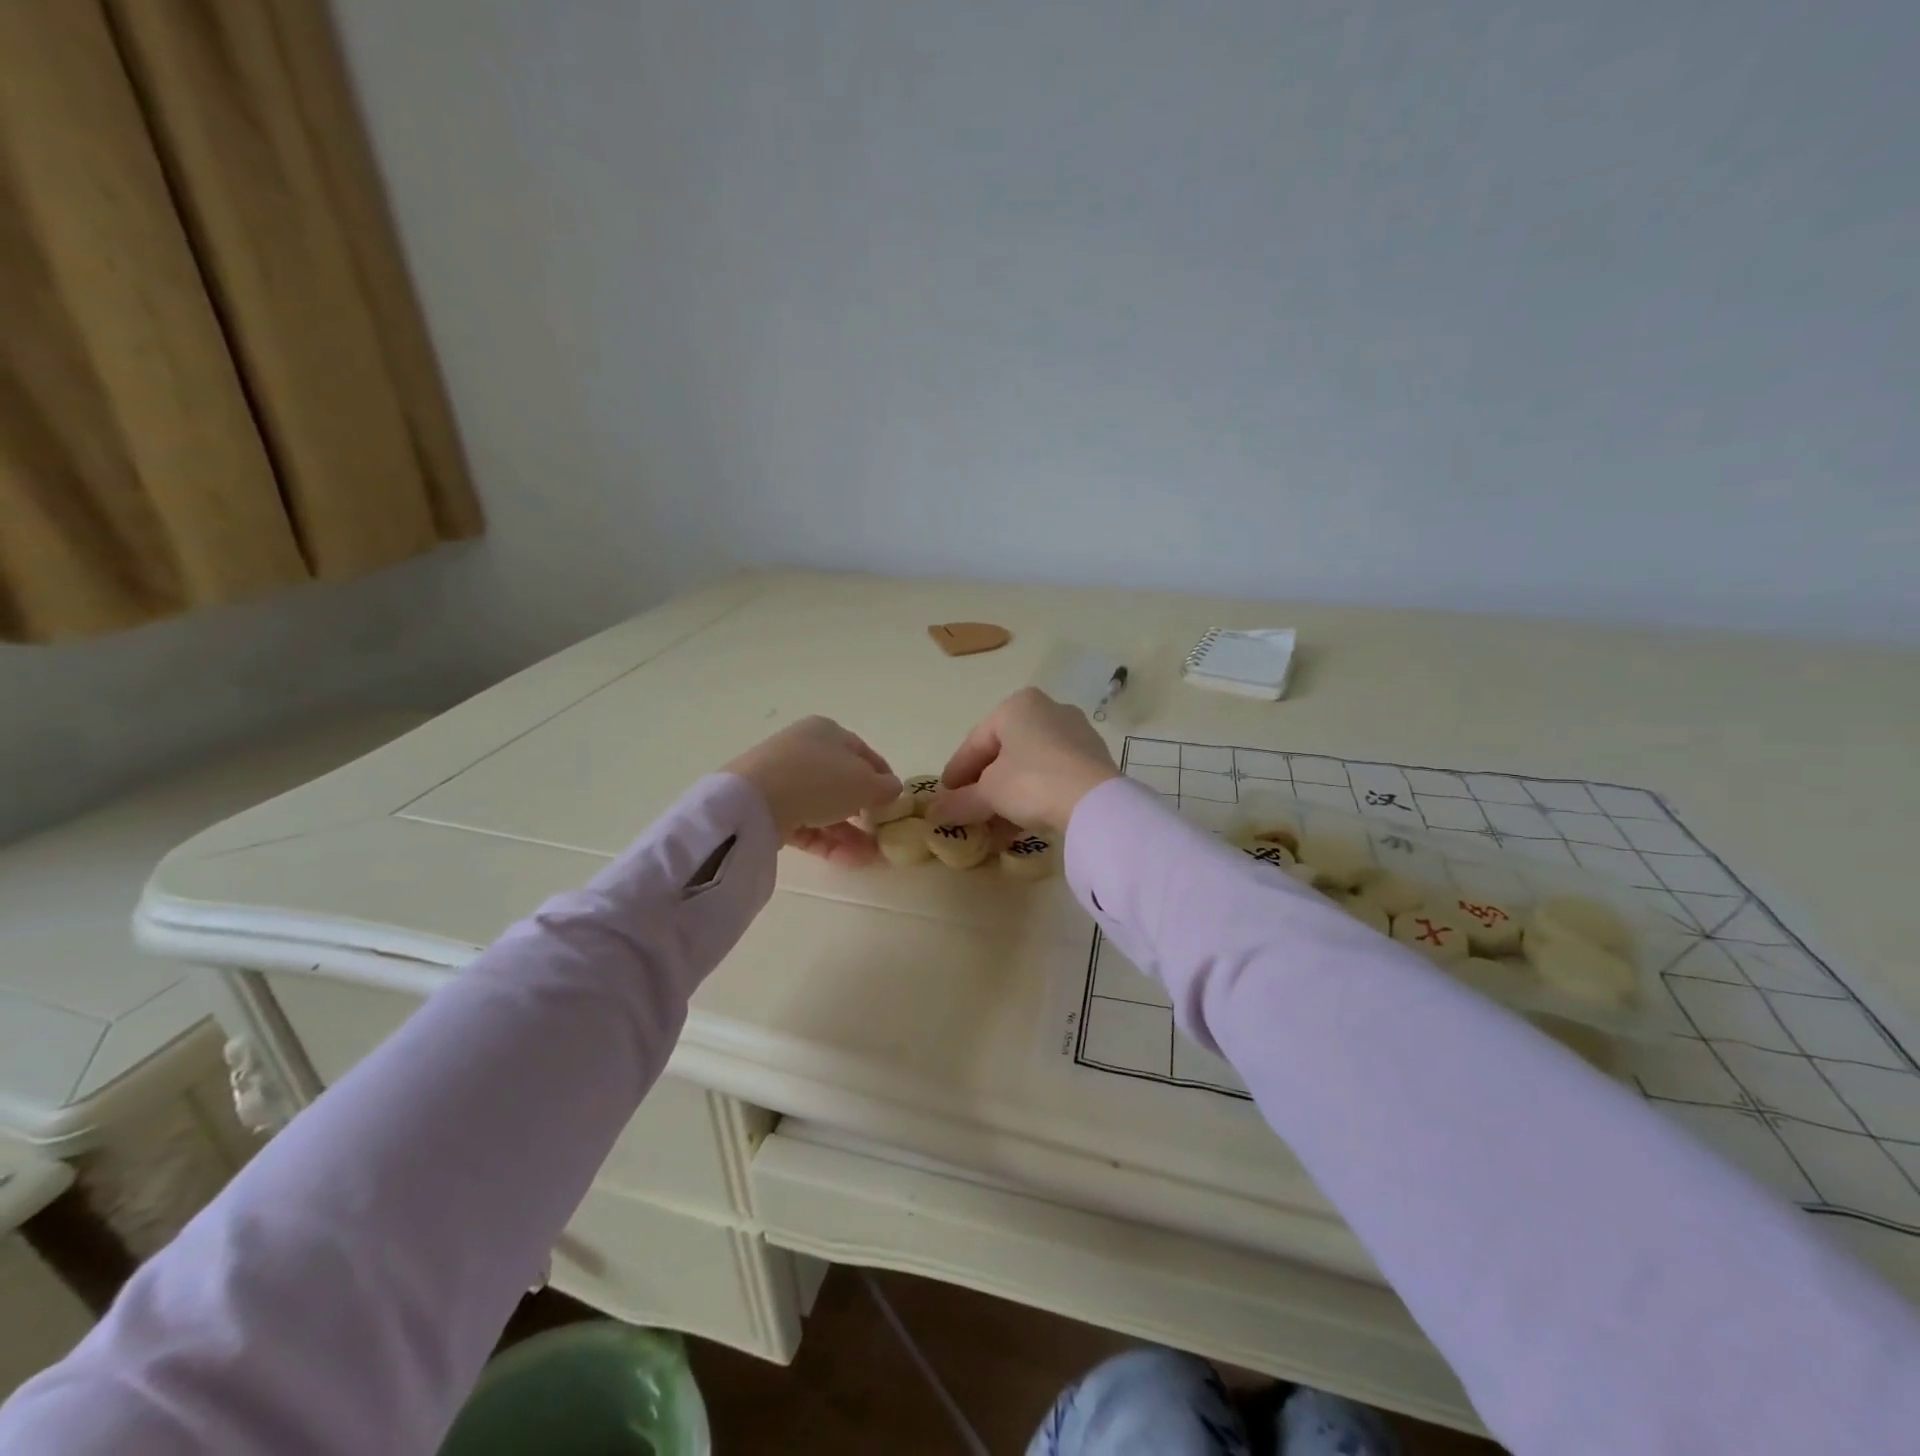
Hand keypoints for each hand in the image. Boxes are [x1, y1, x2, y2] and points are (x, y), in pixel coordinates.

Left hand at [725, 717, 901, 864]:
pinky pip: (805, 825)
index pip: (863, 753)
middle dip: (865, 810)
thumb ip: (885, 788)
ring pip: (824, 807)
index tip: (896, 801)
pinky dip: (828, 841)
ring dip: (850, 832)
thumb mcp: (865, 783)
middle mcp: (803, 750)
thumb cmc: (819, 779)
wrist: (754, 802)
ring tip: (871, 856)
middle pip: (842, 782)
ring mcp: (782, 780)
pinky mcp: (768, 809)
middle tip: (881, 832)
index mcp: (827, 732)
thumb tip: (892, 789)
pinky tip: (850, 859)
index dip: (883, 777)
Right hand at [929, 688, 1119, 832]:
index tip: (945, 796)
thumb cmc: (1031, 781)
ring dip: (1007, 795)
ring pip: (1029, 766)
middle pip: (1004, 752)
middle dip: (983, 785)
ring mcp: (1076, 734)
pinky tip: (1020, 824)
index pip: (976, 740)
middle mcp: (1049, 711)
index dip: (956, 771)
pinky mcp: (1094, 760)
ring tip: (992, 825)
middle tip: (967, 809)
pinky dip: (1033, 797)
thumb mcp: (988, 793)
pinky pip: (1053, 777)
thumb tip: (935, 813)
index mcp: (1018, 706)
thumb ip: (960, 801)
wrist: (1094, 801)